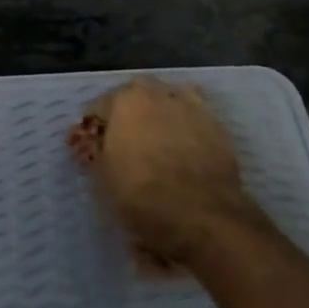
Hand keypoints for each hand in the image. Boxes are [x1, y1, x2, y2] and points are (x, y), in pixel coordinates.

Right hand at [68, 77, 267, 271]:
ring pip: (169, 97)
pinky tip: (184, 142)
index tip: (92, 146)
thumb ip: (97, 154)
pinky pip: (194, 114)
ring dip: (160, 110)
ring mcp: (190, 105)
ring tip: (157, 136)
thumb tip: (97, 147)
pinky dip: (186, 122)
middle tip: (125, 138)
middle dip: (128, 111)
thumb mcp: (103, 179)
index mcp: (125, 102)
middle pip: (136, 94)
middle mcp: (158, 94)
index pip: (99, 106)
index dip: (94, 128)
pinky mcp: (216, 123)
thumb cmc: (141, 195)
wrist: (199, 213)